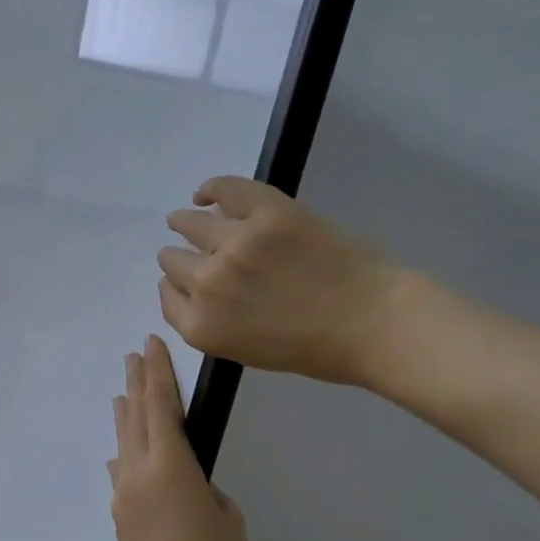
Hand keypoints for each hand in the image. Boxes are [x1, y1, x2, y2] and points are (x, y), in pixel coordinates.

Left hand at [108, 336, 248, 540]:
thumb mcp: (228, 520)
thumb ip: (206, 491)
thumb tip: (185, 487)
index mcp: (169, 464)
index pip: (161, 404)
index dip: (158, 371)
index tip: (152, 344)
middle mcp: (138, 472)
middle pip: (134, 416)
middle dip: (136, 383)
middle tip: (135, 356)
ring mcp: (124, 496)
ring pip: (123, 443)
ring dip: (125, 415)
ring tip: (122, 393)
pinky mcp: (120, 520)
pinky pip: (121, 474)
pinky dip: (124, 454)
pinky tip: (120, 456)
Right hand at [159, 176, 403, 386]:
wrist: (372, 322)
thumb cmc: (314, 349)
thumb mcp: (246, 351)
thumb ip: (213, 321)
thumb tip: (198, 289)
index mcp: (201, 326)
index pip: (167, 296)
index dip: (177, 287)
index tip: (188, 281)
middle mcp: (207, 283)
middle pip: (172, 260)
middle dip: (181, 258)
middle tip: (194, 253)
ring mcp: (234, 243)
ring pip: (190, 224)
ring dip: (185, 223)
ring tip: (186, 218)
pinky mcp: (264, 211)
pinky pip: (224, 190)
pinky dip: (211, 190)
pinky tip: (206, 194)